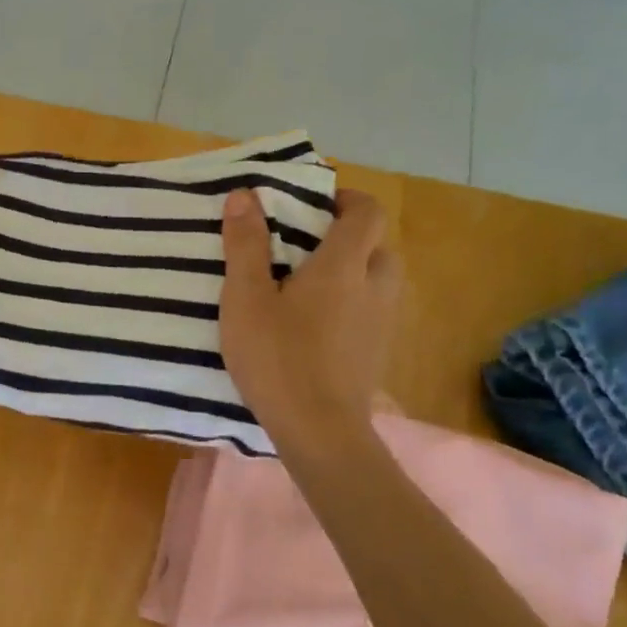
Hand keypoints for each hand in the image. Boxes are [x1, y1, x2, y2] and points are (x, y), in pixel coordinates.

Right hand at [219, 187, 401, 452]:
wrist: (318, 430)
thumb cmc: (278, 357)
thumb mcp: (246, 298)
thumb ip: (245, 245)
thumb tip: (244, 195)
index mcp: (344, 265)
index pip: (367, 212)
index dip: (347, 200)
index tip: (315, 205)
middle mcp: (374, 287)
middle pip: (378, 246)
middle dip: (350, 238)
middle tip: (308, 248)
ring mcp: (381, 324)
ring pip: (379, 281)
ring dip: (354, 273)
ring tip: (310, 287)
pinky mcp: (376, 354)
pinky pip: (372, 313)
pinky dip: (353, 306)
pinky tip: (317, 327)